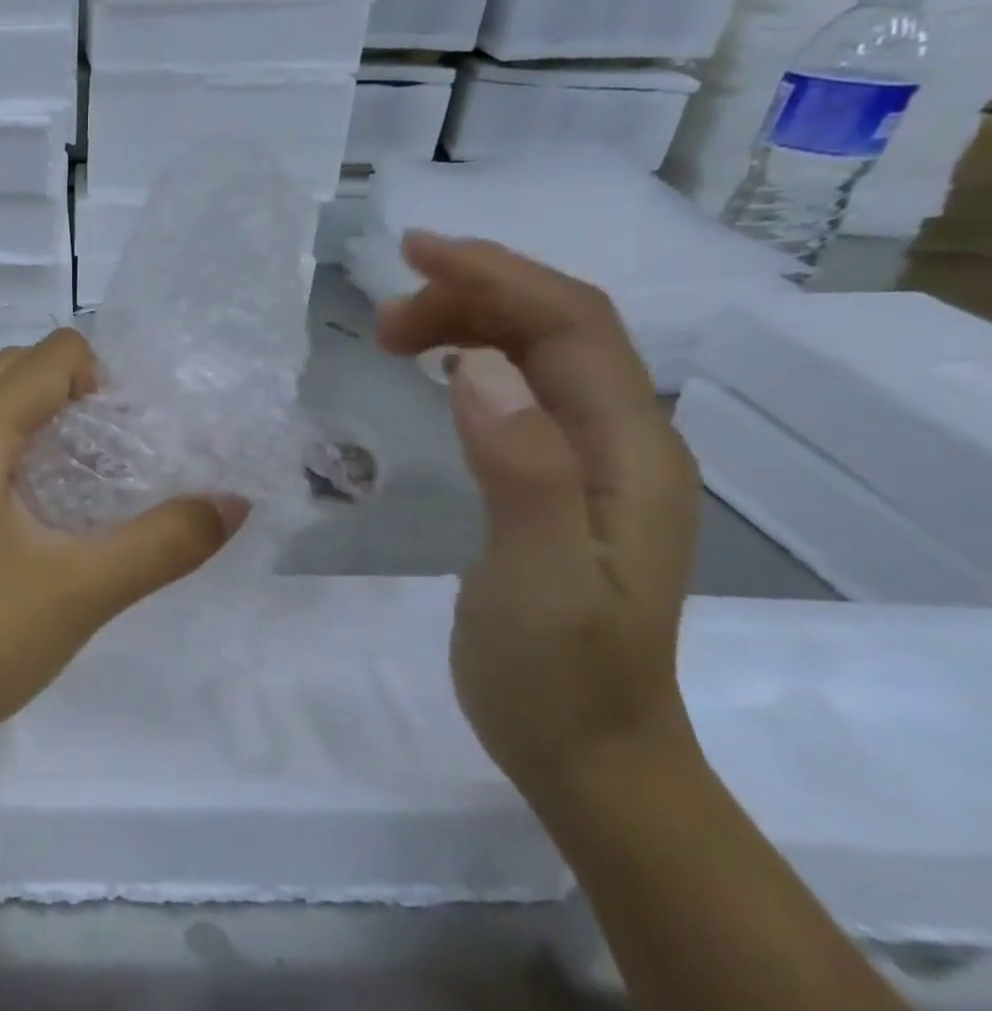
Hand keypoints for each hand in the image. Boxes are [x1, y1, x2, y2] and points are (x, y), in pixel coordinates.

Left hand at [0, 329, 244, 760]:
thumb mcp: (83, 590)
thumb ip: (165, 542)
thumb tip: (234, 501)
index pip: (54, 355)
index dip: (109, 376)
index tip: (144, 432)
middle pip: (22, 370)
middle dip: (82, 390)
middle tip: (126, 446)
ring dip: (51, 419)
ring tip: (98, 475)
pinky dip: (24, 450)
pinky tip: (53, 510)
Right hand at [376, 232, 701, 801]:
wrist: (591, 756)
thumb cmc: (559, 676)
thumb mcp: (539, 578)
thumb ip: (520, 468)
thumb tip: (474, 365)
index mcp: (630, 453)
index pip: (573, 325)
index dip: (497, 275)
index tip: (412, 254)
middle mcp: (625, 443)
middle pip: (560, 328)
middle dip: (474, 295)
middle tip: (382, 317)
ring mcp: (595, 464)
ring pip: (541, 355)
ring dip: (471, 324)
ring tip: (393, 336)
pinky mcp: (560, 484)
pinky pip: (526, 393)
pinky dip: (477, 360)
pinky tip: (439, 371)